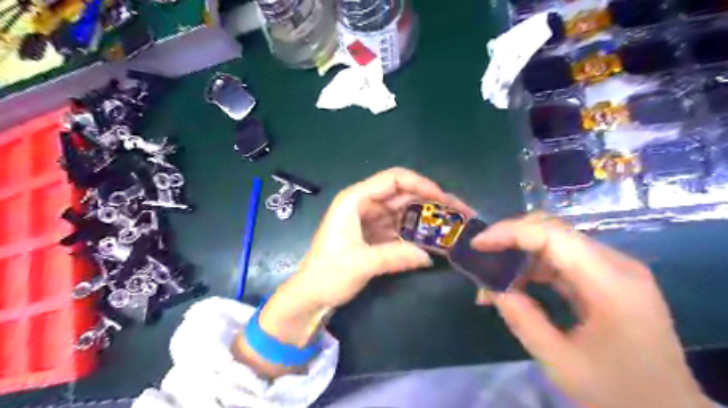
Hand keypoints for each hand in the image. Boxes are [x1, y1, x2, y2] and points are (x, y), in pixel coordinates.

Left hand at [258, 169, 475, 343]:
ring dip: (428, 218)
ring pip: (405, 210)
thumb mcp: (361, 264)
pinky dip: (417, 233)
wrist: (311, 295)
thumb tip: (430, 256)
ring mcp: (371, 219)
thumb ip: (396, 257)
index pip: (394, 179)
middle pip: (404, 193)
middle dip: (432, 201)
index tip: (444, 199)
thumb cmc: (328, 274)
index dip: (421, 184)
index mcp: (355, 199)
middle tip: (459, 213)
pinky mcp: (376, 234)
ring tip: (453, 227)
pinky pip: (402, 227)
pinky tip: (435, 240)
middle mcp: (365, 204)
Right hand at [473, 214, 711, 407]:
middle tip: (483, 260)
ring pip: (555, 242)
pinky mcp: (607, 279)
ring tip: (494, 282)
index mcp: (611, 283)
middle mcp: (616, 265)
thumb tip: (490, 287)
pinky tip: (516, 286)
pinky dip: (533, 268)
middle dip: (511, 240)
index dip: (509, 232)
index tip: (477, 245)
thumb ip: (522, 318)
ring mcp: (614, 270)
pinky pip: (562, 260)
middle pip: (554, 231)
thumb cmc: (619, 393)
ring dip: (520, 256)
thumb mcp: (560, 362)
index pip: (553, 234)